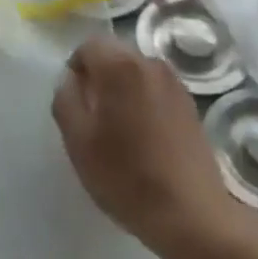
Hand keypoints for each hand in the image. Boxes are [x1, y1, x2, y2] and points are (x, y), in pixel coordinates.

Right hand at [52, 35, 243, 258]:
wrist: (191, 214)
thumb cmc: (127, 176)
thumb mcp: (79, 142)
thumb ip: (66, 99)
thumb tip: (71, 80)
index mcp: (120, 65)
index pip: (88, 45)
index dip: (76, 70)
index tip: (76, 105)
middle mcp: (150, 62)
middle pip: (114, 54)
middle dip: (99, 78)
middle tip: (94, 120)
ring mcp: (175, 82)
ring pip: (135, 72)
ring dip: (122, 90)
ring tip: (120, 132)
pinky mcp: (190, 103)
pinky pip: (155, 89)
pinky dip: (144, 102)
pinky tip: (145, 140)